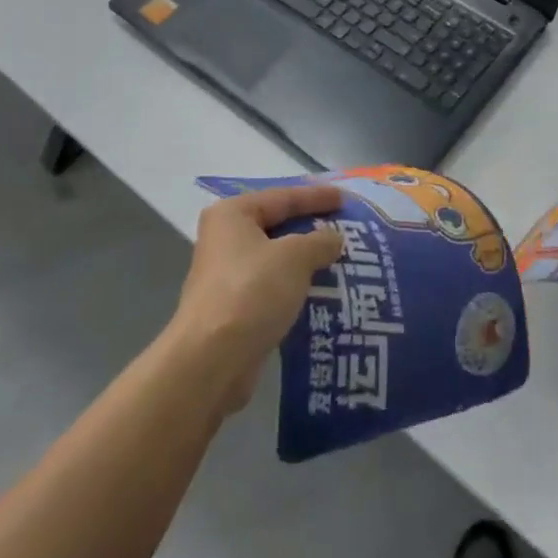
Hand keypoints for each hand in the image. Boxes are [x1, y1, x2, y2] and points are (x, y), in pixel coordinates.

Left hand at [172, 184, 344, 411]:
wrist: (212, 360)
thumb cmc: (252, 291)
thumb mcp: (295, 257)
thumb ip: (320, 241)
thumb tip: (334, 239)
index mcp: (232, 214)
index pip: (283, 197)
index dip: (316, 197)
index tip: (345, 198)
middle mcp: (224, 239)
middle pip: (277, 225)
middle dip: (311, 228)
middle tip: (345, 228)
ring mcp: (226, 275)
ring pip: (275, 259)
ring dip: (305, 260)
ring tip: (340, 260)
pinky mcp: (233, 308)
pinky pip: (272, 286)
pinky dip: (295, 285)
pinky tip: (322, 291)